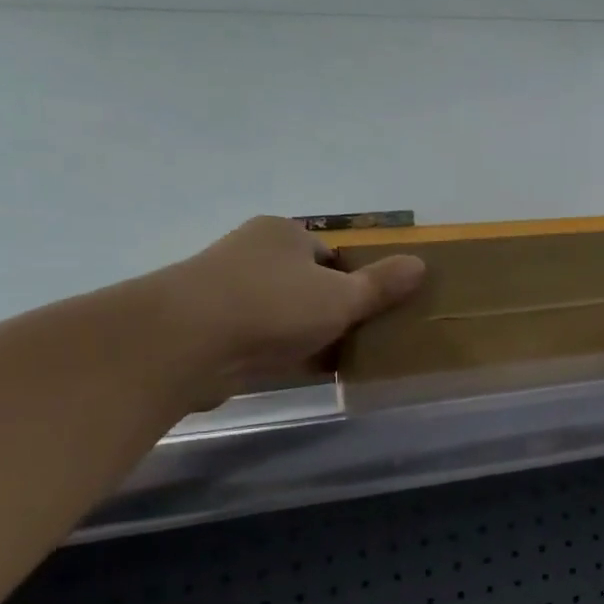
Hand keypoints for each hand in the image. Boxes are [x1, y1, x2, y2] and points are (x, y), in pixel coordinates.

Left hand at [153, 216, 424, 402]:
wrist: (182, 343)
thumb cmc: (273, 307)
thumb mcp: (342, 297)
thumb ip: (381, 285)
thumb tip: (420, 264)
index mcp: (283, 233)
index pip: (331, 255)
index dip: (353, 282)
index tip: (367, 313)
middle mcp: (251, 251)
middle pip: (306, 282)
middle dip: (328, 309)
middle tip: (353, 338)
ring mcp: (224, 288)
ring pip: (280, 310)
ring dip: (302, 332)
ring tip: (328, 358)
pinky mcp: (206, 326)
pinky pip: (256, 336)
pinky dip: (275, 350)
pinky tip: (292, 370)